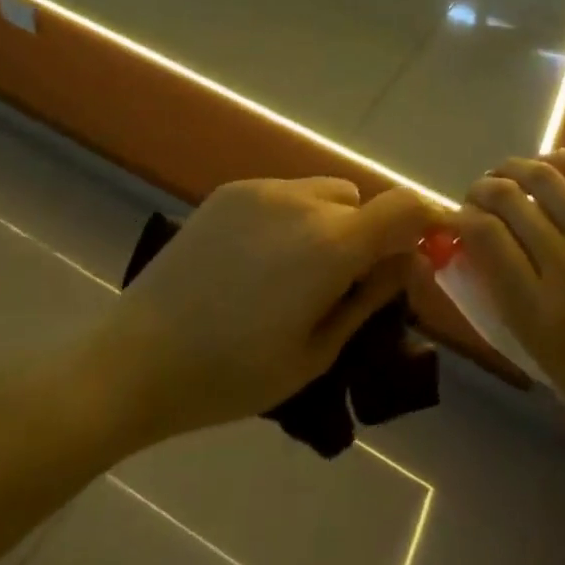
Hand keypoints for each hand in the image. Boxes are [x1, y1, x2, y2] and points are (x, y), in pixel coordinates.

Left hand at [92, 179, 434, 447]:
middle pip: (362, 202)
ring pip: (324, 193)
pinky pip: (285, 193)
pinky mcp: (230, 191)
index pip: (405, 207)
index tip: (426, 251)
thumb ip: (370, 299)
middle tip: (343, 285)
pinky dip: (292, 216)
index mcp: (331, 245)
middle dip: (368, 237)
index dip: (427, 222)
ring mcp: (262, 190)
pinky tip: (256, 261)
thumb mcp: (316, 351)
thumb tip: (409, 262)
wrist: (136, 359)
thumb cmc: (232, 374)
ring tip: (295, 272)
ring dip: (330, 223)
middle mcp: (302, 201)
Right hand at [453, 151, 564, 467]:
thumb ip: (510, 307)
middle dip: (483, 189)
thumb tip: (482, 257)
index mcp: (538, 313)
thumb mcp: (547, 364)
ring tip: (508, 173)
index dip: (462, 218)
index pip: (483, 237)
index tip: (459, 219)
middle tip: (480, 194)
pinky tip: (552, 164)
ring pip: (545, 179)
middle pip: (508, 201)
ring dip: (516, 168)